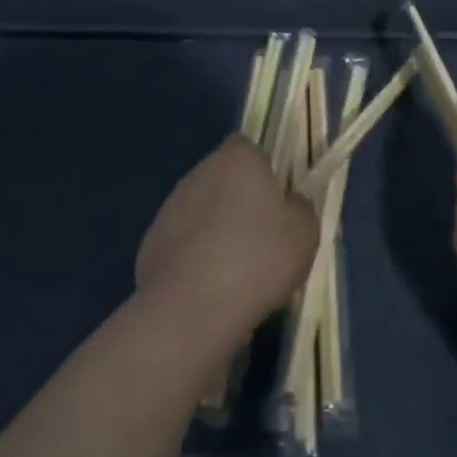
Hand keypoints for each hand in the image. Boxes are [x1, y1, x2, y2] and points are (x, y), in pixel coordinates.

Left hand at [135, 136, 317, 352]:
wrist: (191, 307)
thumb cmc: (257, 258)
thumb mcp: (304, 234)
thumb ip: (301, 209)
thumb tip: (291, 203)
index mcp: (237, 159)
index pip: (249, 149)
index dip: (264, 171)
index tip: (277, 200)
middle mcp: (199, 173)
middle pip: (223, 178)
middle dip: (239, 201)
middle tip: (262, 236)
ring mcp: (170, 207)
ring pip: (201, 209)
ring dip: (216, 228)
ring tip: (236, 268)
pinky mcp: (151, 242)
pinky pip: (183, 241)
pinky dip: (195, 256)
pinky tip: (210, 286)